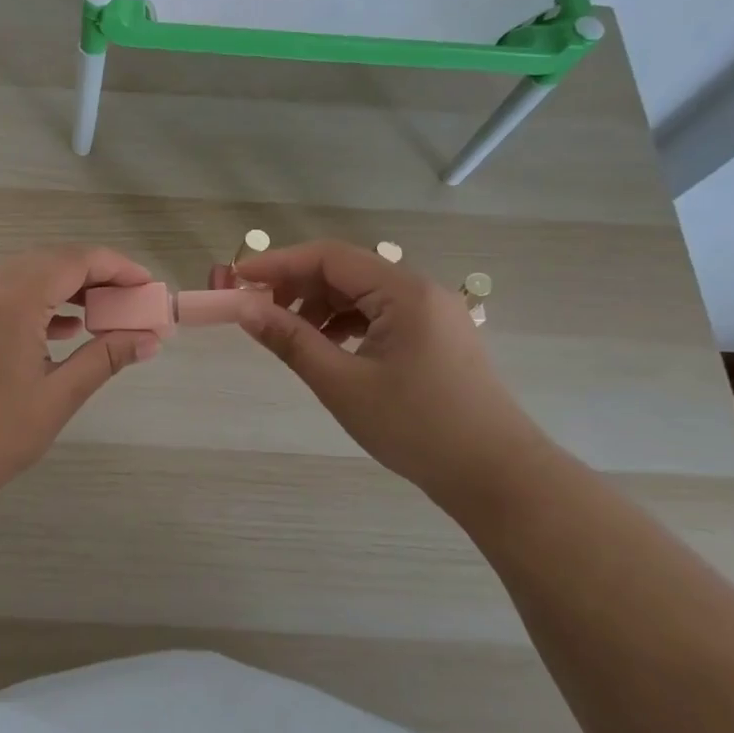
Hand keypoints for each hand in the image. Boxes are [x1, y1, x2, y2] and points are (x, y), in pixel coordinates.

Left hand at [0, 247, 161, 518]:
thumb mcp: (59, 396)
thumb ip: (106, 356)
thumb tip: (150, 338)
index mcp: (11, 301)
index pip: (73, 261)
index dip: (116, 267)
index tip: (148, 285)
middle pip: (51, 260)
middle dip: (95, 275)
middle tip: (132, 300)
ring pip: (29, 273)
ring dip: (68, 286)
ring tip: (106, 313)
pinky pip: (8, 292)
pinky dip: (41, 300)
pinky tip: (67, 328)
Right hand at [235, 240, 549, 499]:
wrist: (497, 475)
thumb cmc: (416, 427)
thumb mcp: (342, 384)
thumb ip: (291, 341)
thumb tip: (245, 310)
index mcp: (403, 292)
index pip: (329, 257)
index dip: (278, 263)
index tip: (237, 279)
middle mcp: (420, 291)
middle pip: (345, 272)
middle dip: (296, 286)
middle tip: (254, 310)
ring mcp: (432, 314)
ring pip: (361, 294)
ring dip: (318, 307)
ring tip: (286, 335)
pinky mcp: (434, 338)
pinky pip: (378, 315)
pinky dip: (344, 324)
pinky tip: (325, 348)